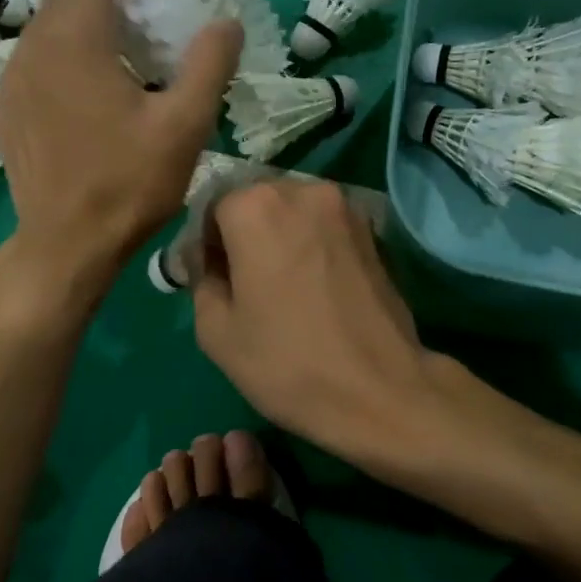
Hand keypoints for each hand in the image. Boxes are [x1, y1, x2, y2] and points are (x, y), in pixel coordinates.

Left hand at [0, 0, 240, 300]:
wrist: (66, 245)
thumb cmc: (129, 183)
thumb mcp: (186, 126)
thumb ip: (210, 64)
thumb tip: (227, 23)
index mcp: (75, 37)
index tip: (158, 19)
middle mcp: (32, 45)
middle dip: (114, 8)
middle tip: (149, 55)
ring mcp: (11, 79)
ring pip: (51, 29)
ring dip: (89, 38)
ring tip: (121, 85)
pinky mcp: (5, 109)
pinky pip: (36, 64)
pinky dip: (65, 68)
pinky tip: (88, 115)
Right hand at [193, 179, 440, 467]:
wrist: (379, 390)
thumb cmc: (286, 362)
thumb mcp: (216, 331)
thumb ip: (202, 279)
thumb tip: (209, 261)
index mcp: (256, 207)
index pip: (214, 207)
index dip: (208, 243)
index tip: (215, 279)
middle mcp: (303, 191)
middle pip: (258, 201)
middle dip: (246, 233)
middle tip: (247, 284)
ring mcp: (346, 208)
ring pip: (295, 211)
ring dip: (281, 237)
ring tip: (285, 286)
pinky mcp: (374, 231)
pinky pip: (326, 227)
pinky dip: (313, 245)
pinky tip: (316, 287)